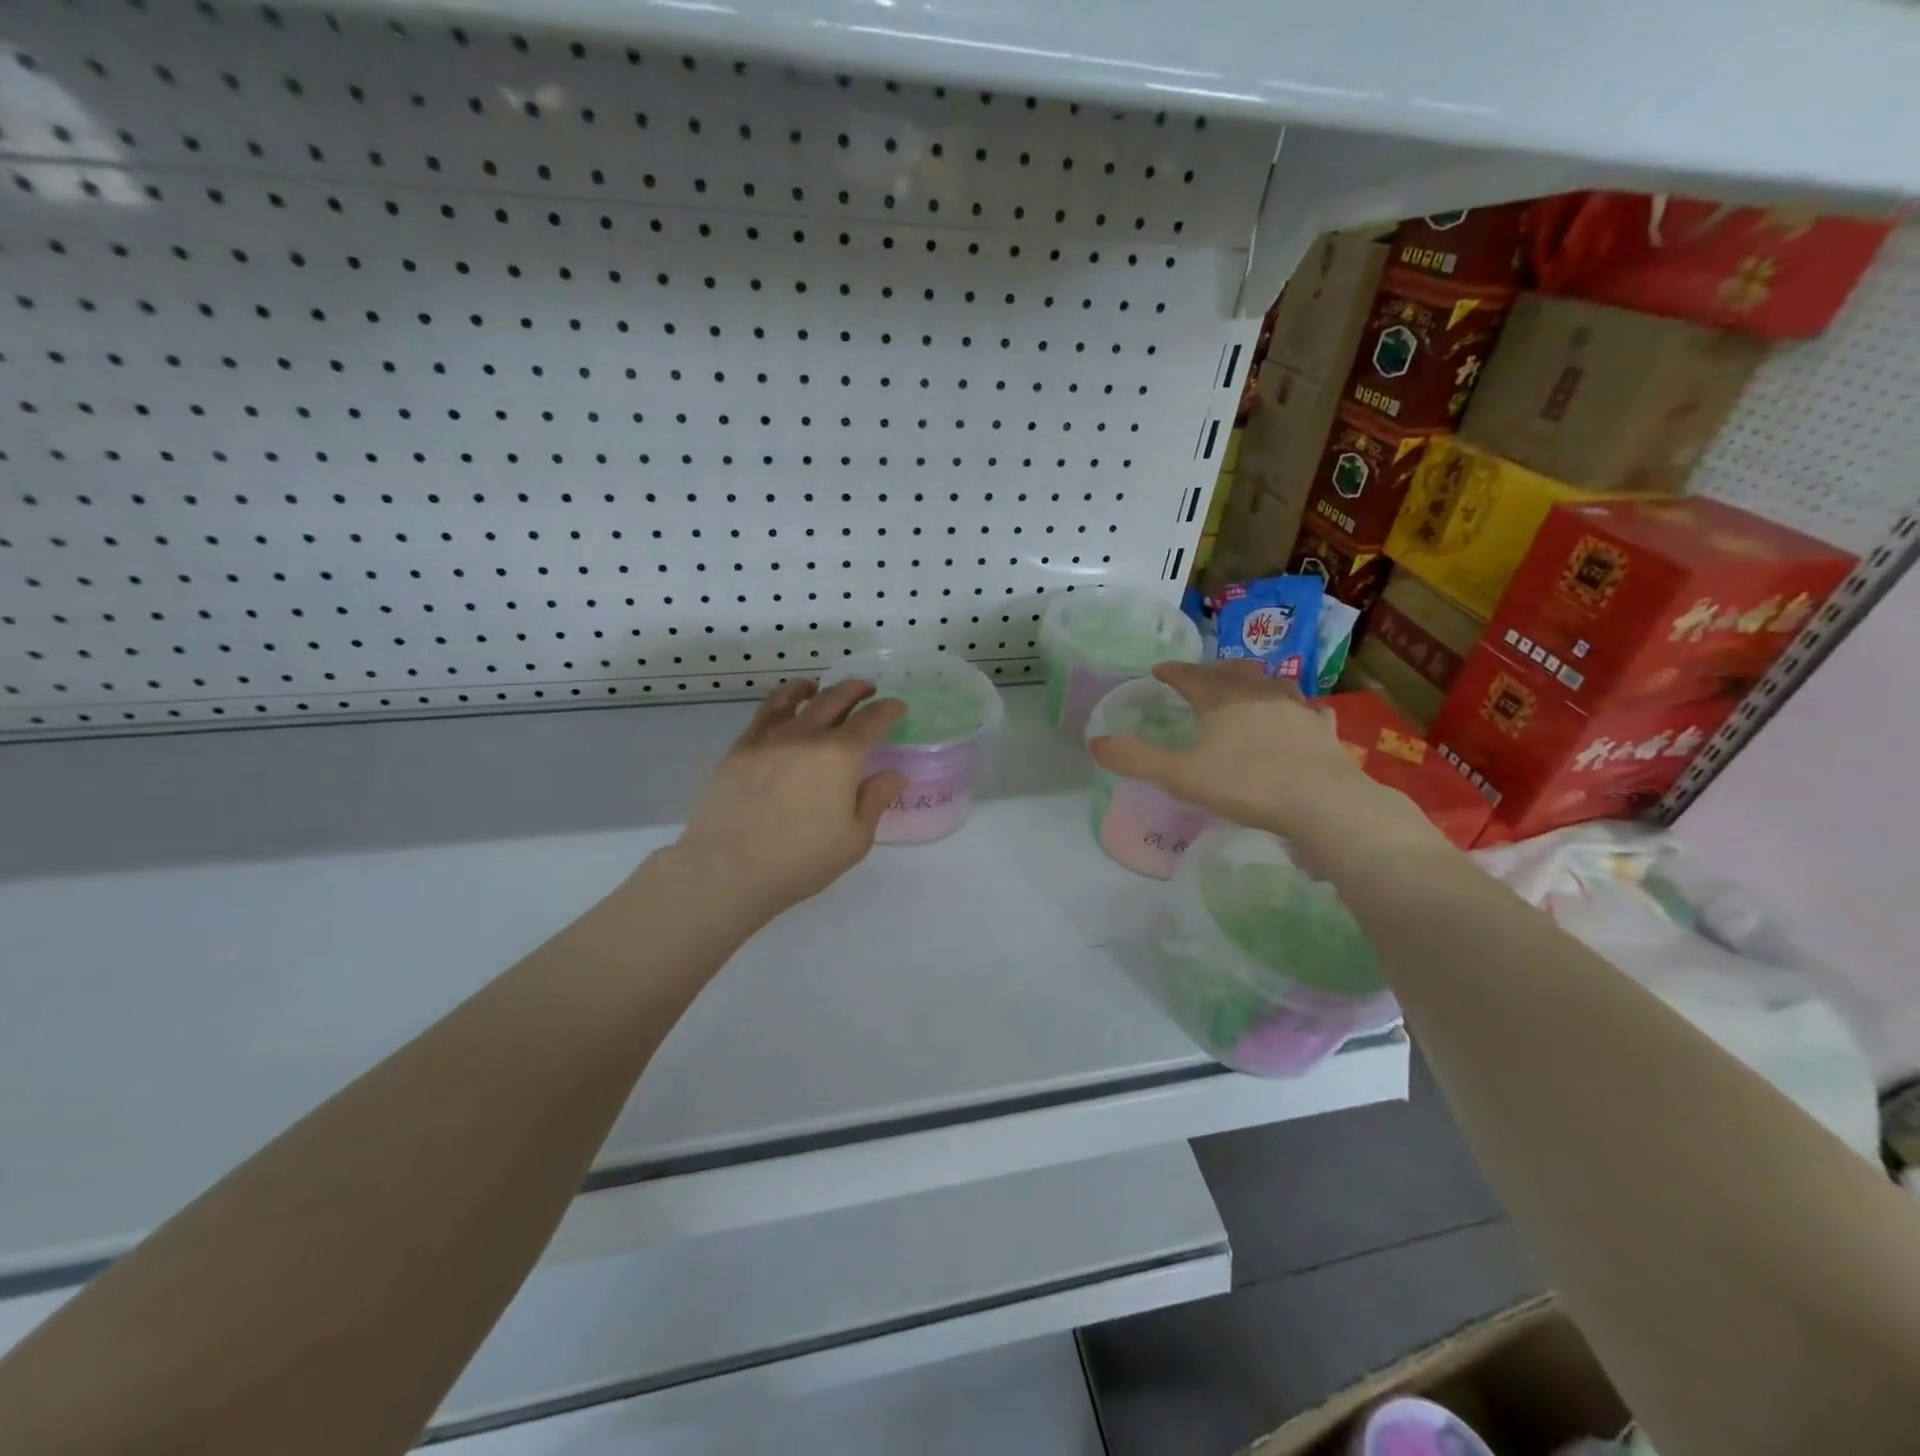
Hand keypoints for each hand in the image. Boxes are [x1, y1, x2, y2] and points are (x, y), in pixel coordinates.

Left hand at [672, 678, 907, 920]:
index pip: (872, 720)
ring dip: (817, 688)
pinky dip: (781, 701)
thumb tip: (894, 774)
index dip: (889, 710)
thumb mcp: (854, 840)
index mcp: (840, 757)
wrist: (727, 870)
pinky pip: (764, 713)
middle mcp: (806, 736)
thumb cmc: (800, 861)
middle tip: (867, 690)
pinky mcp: (740, 749)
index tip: (898, 707)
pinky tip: (784, 709)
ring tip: (820, 688)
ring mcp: (769, 739)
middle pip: (836, 698)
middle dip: (856, 690)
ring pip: (795, 698)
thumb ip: (875, 800)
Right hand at [1088, 661, 1447, 878]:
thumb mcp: (1180, 776)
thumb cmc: (1246, 785)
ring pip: (1272, 683)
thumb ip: (1137, 759)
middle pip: (1233, 671)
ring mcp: (1296, 709)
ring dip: (1255, 681)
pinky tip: (1300, 715)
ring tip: (1248, 687)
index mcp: (1222, 700)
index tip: (1159, 670)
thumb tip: (1095, 743)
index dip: (1173, 672)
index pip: (1191, 676)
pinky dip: (1297, 707)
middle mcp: (1259, 694)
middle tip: (1202, 676)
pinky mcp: (1323, 730)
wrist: (1322, 803)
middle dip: (1214, 670)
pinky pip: (1309, 709)